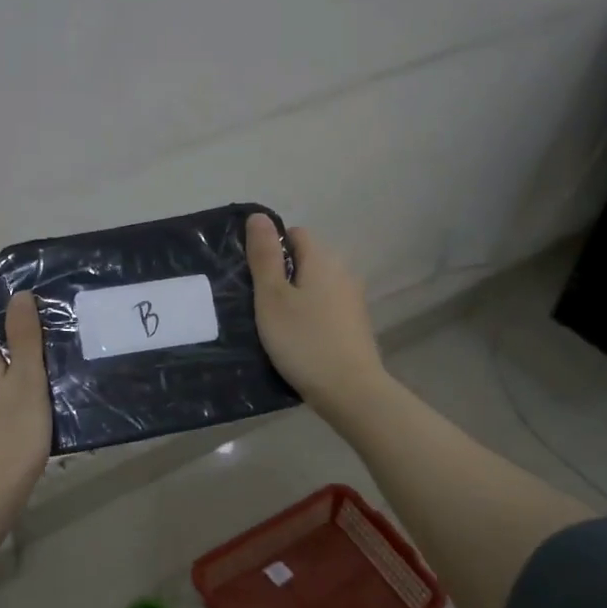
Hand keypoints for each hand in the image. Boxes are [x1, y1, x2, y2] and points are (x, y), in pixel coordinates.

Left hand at [0, 292, 52, 503]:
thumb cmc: (12, 432)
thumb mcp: (29, 380)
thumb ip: (24, 336)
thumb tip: (19, 295)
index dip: (10, 327)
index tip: (38, 343)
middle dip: (10, 357)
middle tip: (45, 373)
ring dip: (2, 384)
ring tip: (35, 401)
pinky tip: (15, 425)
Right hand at [246, 213, 387, 413]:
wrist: (350, 390)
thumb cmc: (303, 340)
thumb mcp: (272, 298)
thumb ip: (264, 256)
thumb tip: (259, 217)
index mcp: (322, 259)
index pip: (294, 234)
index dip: (270, 249)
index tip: (252, 277)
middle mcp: (343, 272)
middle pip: (306, 260)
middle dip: (281, 275)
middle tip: (257, 303)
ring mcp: (353, 299)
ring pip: (315, 286)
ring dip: (295, 298)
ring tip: (273, 324)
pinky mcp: (355, 325)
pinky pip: (325, 308)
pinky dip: (309, 316)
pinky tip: (297, 340)